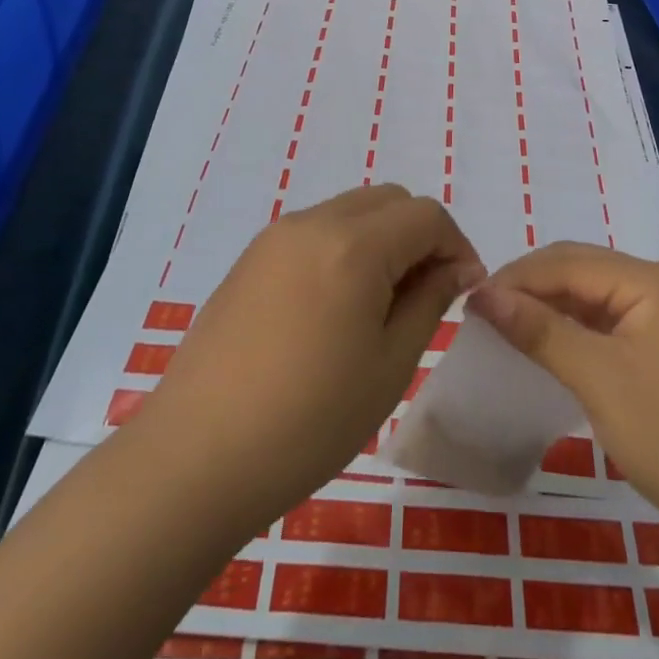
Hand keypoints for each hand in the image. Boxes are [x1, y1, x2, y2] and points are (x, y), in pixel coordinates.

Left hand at [131, 184, 482, 533]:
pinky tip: (335, 308)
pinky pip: (315, 231)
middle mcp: (314, 222)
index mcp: (354, 244)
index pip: (426, 215)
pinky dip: (344, 249)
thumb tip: (457, 268)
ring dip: (381, 240)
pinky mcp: (251, 259)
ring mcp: (276, 237)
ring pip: (351, 211)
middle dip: (420, 235)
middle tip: (426, 296)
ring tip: (381, 305)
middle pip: (388, 200)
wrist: (195, 457)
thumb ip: (430, 301)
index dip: (456, 246)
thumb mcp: (389, 365)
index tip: (463, 292)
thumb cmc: (308, 420)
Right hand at [467, 242, 658, 542]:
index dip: (517, 277)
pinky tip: (546, 346)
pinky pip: (608, 323)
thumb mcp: (599, 379)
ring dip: (549, 308)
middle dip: (530, 287)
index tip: (470, 300)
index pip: (570, 261)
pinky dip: (573, 330)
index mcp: (653, 279)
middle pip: (582, 271)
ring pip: (593, 297)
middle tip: (482, 313)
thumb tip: (482, 294)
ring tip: (504, 327)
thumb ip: (540, 330)